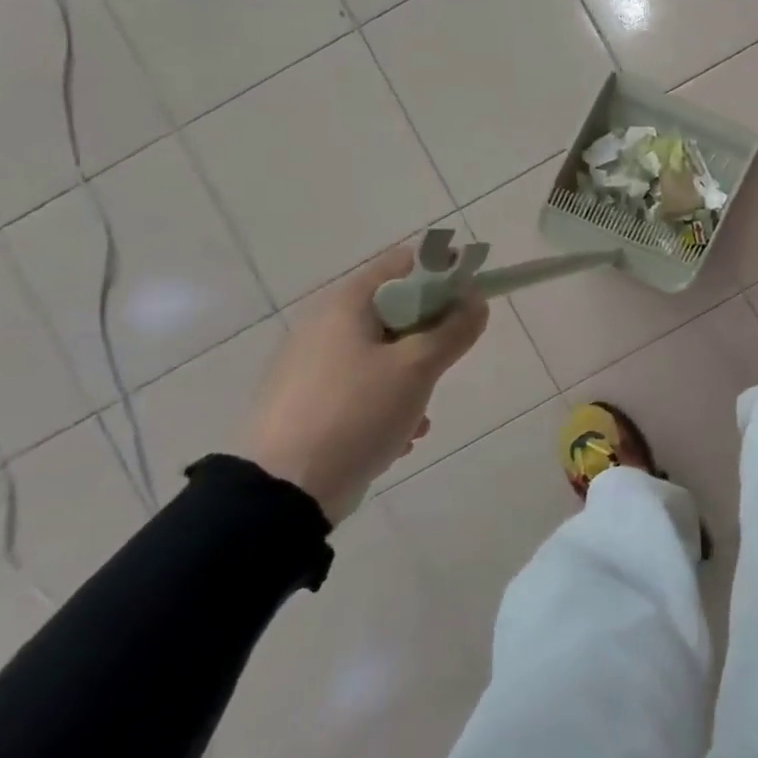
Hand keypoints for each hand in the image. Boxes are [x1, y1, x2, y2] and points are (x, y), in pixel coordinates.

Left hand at [242, 246, 487, 523]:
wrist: (281, 494)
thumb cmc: (356, 412)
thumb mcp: (417, 367)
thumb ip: (454, 329)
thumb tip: (475, 301)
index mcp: (346, 304)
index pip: (404, 262)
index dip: (444, 272)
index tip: (471, 298)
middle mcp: (324, 326)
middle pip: (396, 308)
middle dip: (431, 331)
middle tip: (449, 356)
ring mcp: (312, 366)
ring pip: (383, 352)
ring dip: (413, 373)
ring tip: (422, 409)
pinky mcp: (309, 403)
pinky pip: (363, 387)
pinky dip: (388, 401)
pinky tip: (400, 434)